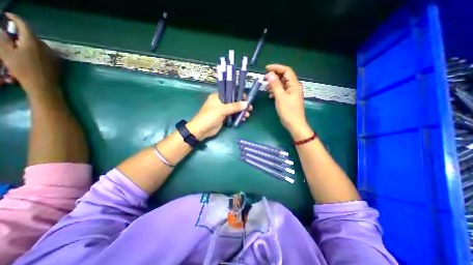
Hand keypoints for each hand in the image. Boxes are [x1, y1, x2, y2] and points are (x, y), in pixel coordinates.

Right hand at [0, 12, 59, 96]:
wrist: (43, 84)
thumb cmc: (22, 68)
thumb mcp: (6, 51)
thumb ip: (3, 38)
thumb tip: (2, 29)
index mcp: (33, 43)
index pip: (26, 27)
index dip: (16, 19)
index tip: (8, 15)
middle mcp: (47, 48)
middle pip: (33, 37)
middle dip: (21, 35)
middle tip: (10, 37)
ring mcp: (54, 56)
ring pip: (40, 46)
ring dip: (29, 44)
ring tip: (19, 49)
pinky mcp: (57, 63)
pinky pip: (46, 54)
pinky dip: (37, 52)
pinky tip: (30, 58)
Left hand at [188, 93, 252, 140]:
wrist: (202, 130)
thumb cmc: (210, 116)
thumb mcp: (222, 110)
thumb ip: (234, 106)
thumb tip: (246, 104)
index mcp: (218, 96)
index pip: (230, 92)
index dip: (239, 95)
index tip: (247, 99)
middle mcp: (220, 102)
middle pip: (234, 101)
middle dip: (242, 105)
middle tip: (250, 108)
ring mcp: (222, 110)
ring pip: (234, 109)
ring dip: (241, 112)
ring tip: (247, 115)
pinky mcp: (223, 117)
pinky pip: (232, 115)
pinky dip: (238, 117)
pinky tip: (243, 119)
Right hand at [265, 64, 309, 137]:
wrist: (294, 124)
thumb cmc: (288, 111)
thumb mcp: (280, 97)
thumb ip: (275, 85)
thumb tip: (270, 74)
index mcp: (294, 85)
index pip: (286, 71)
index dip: (277, 68)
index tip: (266, 69)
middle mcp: (294, 87)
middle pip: (284, 77)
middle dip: (274, 76)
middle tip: (264, 79)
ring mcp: (291, 93)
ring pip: (282, 84)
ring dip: (274, 84)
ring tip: (266, 88)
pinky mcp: (289, 99)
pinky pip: (282, 91)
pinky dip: (275, 91)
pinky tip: (270, 95)